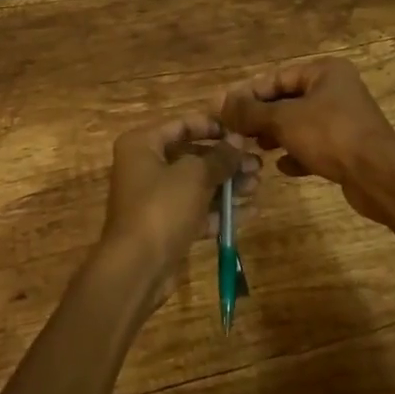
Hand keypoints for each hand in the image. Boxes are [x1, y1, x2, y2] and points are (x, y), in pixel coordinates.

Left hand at [99, 114, 259, 301]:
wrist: (137, 268)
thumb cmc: (162, 207)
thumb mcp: (194, 176)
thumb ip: (219, 157)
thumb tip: (238, 140)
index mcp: (142, 144)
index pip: (180, 125)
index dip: (211, 127)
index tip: (239, 133)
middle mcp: (146, 167)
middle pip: (191, 157)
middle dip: (225, 161)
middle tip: (257, 164)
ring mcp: (155, 199)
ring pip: (197, 185)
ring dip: (227, 185)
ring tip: (257, 185)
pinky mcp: (167, 227)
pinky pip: (197, 211)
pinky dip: (220, 211)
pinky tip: (250, 211)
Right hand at [219, 57, 394, 222]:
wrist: (380, 178)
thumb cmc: (331, 135)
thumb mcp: (283, 120)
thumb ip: (250, 111)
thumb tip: (219, 103)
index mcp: (324, 72)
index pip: (276, 78)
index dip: (248, 94)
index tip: (225, 111)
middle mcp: (336, 90)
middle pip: (288, 100)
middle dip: (261, 117)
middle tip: (237, 132)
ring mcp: (345, 120)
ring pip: (300, 124)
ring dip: (277, 135)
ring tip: (255, 148)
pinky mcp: (349, 148)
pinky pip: (315, 146)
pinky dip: (297, 153)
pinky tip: (282, 167)